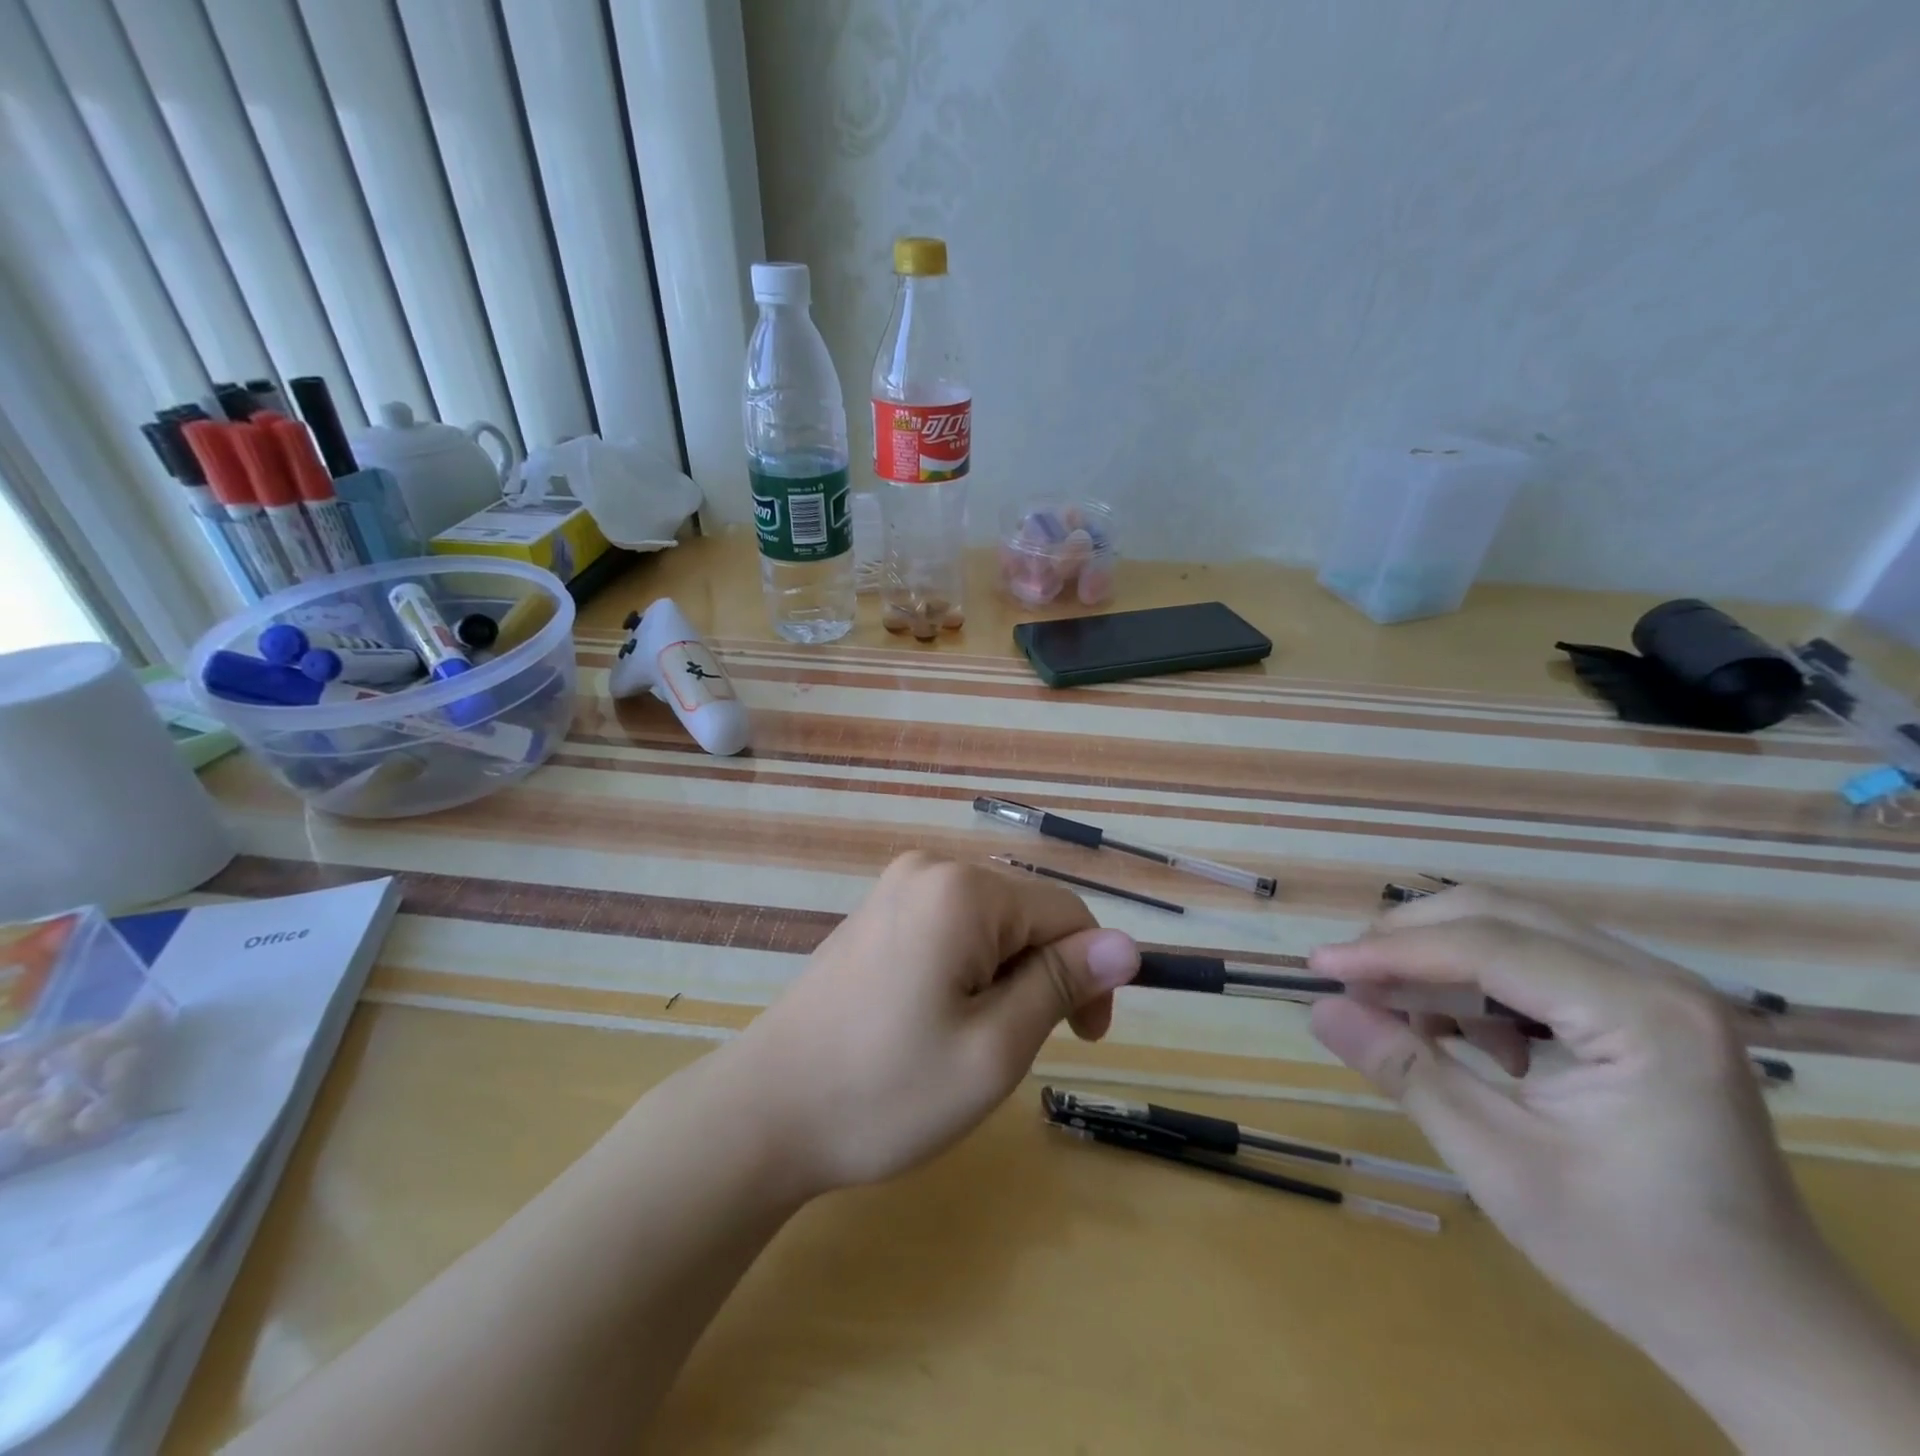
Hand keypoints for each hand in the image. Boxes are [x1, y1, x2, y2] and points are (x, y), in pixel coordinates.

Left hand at [727, 852, 1138, 1196]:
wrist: (765, 1113)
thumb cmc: (887, 1090)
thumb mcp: (995, 1047)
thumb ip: (1063, 984)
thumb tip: (1127, 945)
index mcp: (962, 890)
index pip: (1065, 913)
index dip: (1090, 974)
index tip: (1083, 1040)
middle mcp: (928, 869)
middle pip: (1024, 915)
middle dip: (1038, 978)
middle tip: (1005, 1052)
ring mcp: (894, 889)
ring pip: (988, 927)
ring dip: (1000, 980)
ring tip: (961, 1041)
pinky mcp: (875, 914)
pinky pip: (948, 930)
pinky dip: (962, 973)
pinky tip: (929, 1021)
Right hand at [1307, 887, 1826, 1361]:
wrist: (1763, 1330)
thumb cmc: (1636, 1257)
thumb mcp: (1501, 1165)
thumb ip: (1407, 1072)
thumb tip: (1319, 1008)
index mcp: (1642, 1017)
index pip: (1487, 947)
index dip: (1391, 951)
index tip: (1317, 967)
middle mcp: (1654, 979)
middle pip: (1496, 914)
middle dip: (1409, 941)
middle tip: (1349, 982)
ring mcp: (1652, 988)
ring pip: (1509, 928)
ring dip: (1439, 960)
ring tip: (1400, 1015)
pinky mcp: (1639, 1006)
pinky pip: (1531, 959)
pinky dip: (1476, 982)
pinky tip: (1466, 1037)